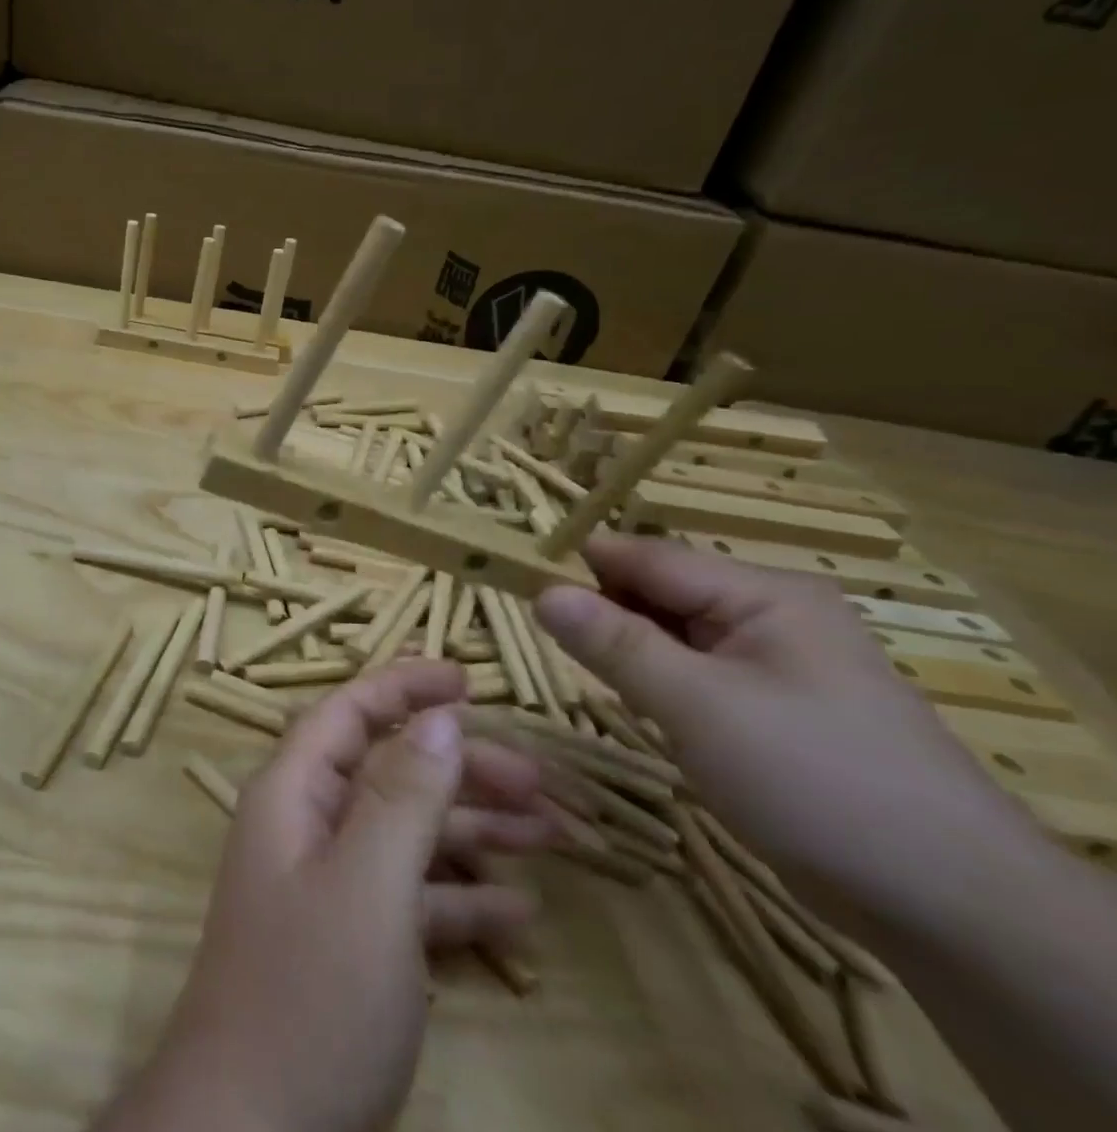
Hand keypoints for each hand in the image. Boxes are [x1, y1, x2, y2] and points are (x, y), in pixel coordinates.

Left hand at [102, 660, 550, 1131]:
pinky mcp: (349, 944)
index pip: (349, 711)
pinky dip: (460, 899)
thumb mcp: (367, 887)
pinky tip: (520, 915)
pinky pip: (410, 899)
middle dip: (460, 767)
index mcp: (294, 792)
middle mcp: (307, 825)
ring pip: (407, 833)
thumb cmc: (309, 995)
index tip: (468, 678)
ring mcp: (328, 886)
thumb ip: (403, 797)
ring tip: (555, 837)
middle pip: (389, 771)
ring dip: (474, 831)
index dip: (404, 687)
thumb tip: (440, 718)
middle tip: (540, 781)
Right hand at [535, 534, 1042, 932]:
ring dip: (626, 647)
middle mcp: (769, 613)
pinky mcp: (774, 707)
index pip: (646, 556)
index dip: (578, 563)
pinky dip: (657, 680)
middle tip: (539, 634)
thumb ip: (614, 642)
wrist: (950, 907)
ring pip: (673, 634)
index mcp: (761, 593)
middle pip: (658, 590)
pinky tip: (637, 703)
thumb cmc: (815, 781)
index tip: (512, 577)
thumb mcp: (697, 705)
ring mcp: (776, 662)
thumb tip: (539, 590)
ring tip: (580, 668)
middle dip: (600, 608)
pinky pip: (695, 671)